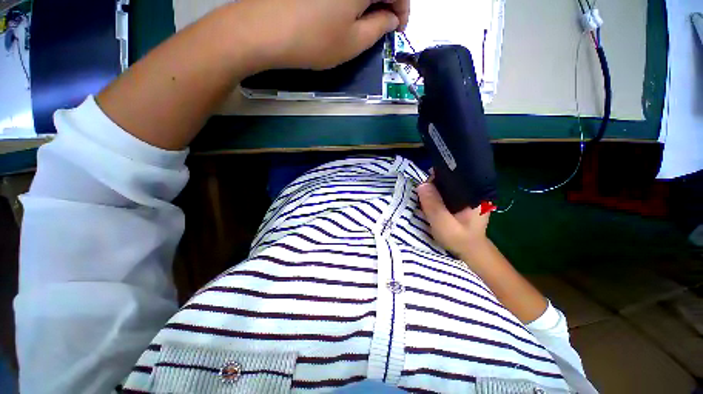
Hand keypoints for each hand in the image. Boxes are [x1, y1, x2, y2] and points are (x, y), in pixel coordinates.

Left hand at [231, 0, 409, 69]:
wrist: (265, 30)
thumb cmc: (315, 40)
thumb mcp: (353, 43)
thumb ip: (379, 28)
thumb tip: (392, 18)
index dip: (403, 10)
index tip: (398, 29)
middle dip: (388, 4)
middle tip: (383, 26)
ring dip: (370, 0)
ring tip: (365, 21)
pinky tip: (347, 10)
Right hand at [417, 182, 490, 257]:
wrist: (469, 251)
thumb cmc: (460, 240)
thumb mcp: (444, 225)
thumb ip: (434, 206)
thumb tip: (421, 185)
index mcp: (476, 193)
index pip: (456, 174)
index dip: (438, 175)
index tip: (425, 184)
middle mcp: (473, 190)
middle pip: (449, 177)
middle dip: (433, 182)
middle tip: (422, 194)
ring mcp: (466, 194)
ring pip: (445, 184)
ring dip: (433, 188)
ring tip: (423, 196)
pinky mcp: (459, 200)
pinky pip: (444, 191)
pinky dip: (435, 194)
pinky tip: (429, 199)